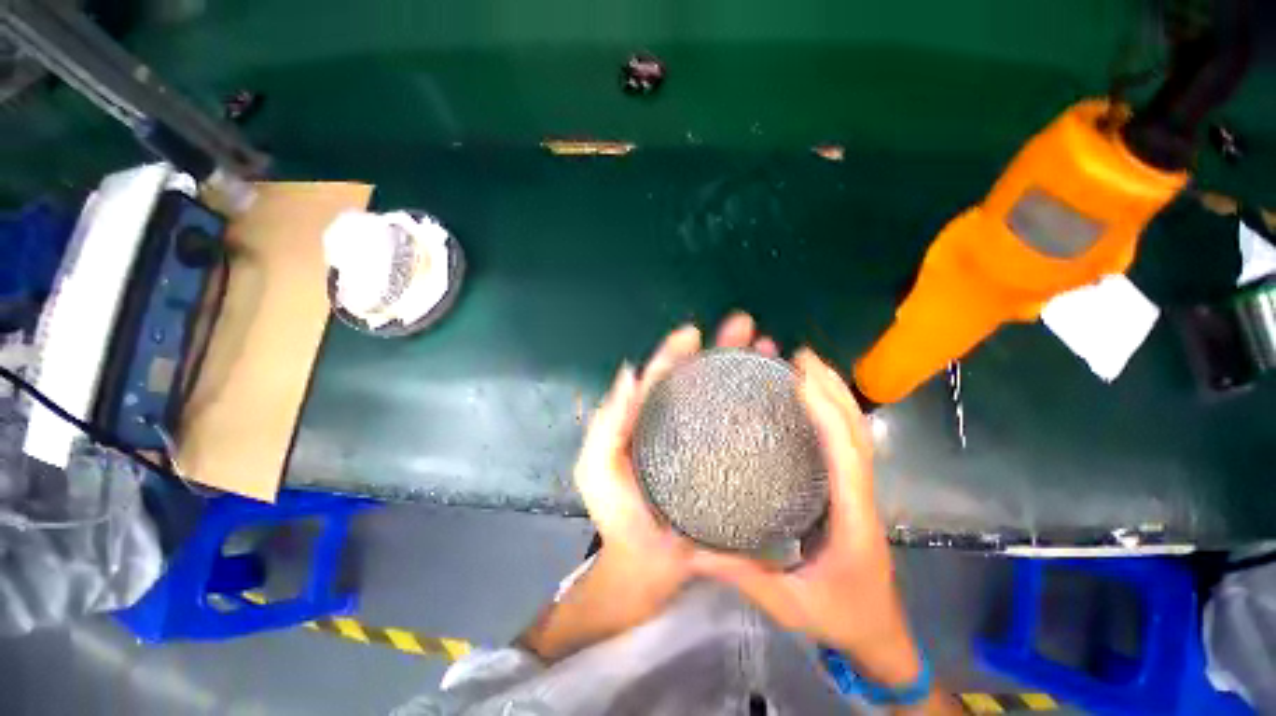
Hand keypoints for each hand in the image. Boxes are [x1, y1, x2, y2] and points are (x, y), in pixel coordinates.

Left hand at [574, 312, 777, 604]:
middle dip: (720, 349)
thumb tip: (629, 371)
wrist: (646, 568)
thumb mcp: (597, 469)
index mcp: (644, 419)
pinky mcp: (723, 462)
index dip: (675, 351)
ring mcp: (701, 441)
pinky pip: (740, 428)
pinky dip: (756, 406)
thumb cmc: (617, 517)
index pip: (660, 376)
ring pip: (723, 395)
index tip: (694, 331)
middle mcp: (675, 422)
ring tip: (768, 348)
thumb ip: (608, 423)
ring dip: (743, 369)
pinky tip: (777, 393)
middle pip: (697, 377)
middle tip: (746, 327)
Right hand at [694, 349, 922, 687]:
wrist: (880, 637)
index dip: (826, 412)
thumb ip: (740, 573)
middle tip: (802, 358)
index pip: (845, 454)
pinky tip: (812, 402)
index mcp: (851, 517)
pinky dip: (834, 414)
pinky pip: (848, 444)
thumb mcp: (787, 603)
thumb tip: (691, 549)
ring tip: (808, 367)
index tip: (800, 379)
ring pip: (858, 433)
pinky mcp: (853, 492)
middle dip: (834, 388)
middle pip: (857, 431)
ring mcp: (861, 491)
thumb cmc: (840, 618)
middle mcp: (862, 495)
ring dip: (837, 395)